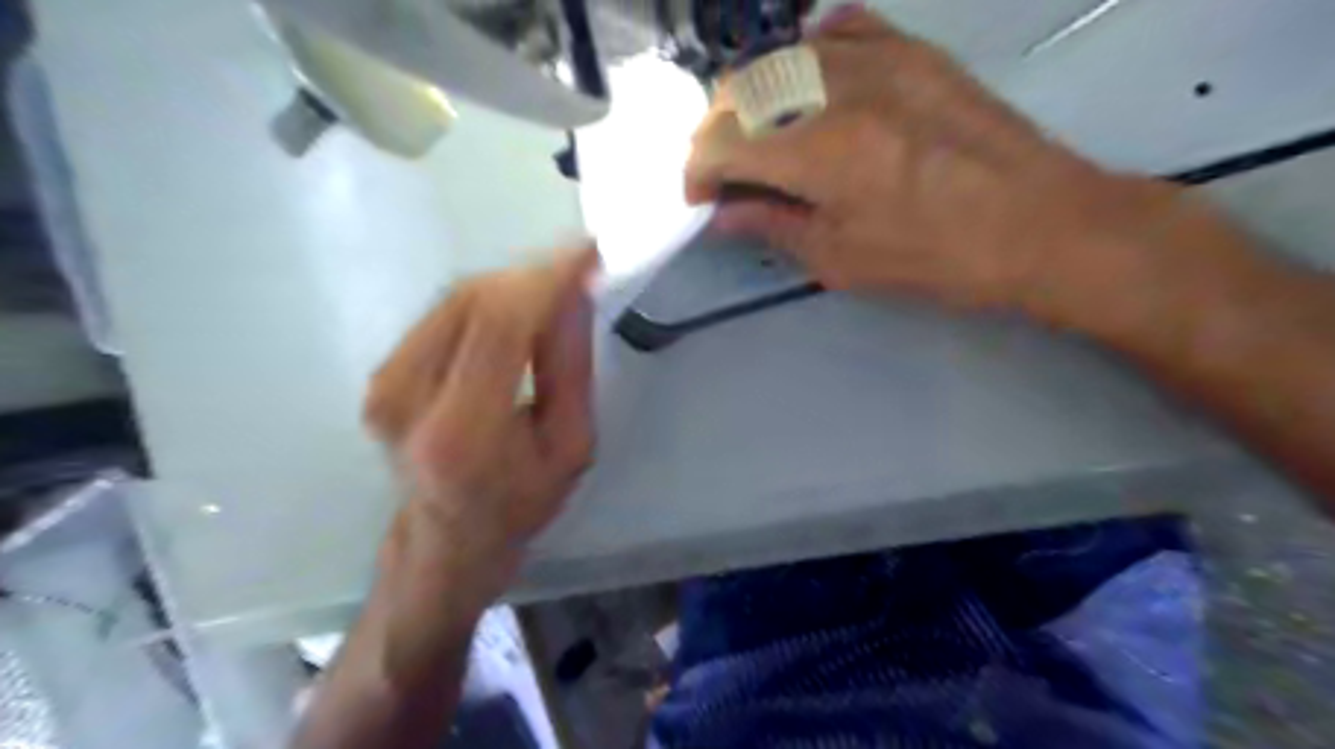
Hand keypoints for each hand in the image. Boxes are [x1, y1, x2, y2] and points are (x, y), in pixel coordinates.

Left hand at [362, 246, 596, 603]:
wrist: (447, 539)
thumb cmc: (521, 503)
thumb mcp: (571, 445)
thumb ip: (570, 367)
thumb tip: (576, 293)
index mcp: (464, 432)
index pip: (501, 324)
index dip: (546, 278)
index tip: (588, 252)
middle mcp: (407, 399)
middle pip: (472, 300)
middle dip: (531, 275)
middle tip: (577, 270)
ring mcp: (383, 385)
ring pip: (454, 298)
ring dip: (510, 285)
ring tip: (552, 292)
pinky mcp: (379, 375)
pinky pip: (441, 314)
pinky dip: (486, 301)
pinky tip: (517, 313)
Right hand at [689, 7, 1188, 318]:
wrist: (1040, 223)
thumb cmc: (938, 256)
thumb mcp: (841, 260)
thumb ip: (772, 226)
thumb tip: (724, 213)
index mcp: (818, 150)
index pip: (719, 141)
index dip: (696, 171)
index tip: (703, 200)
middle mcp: (837, 87)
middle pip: (739, 91)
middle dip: (716, 134)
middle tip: (728, 174)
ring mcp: (878, 56)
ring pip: (779, 57)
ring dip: (754, 99)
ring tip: (764, 139)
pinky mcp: (912, 48)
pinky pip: (839, 28)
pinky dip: (807, 56)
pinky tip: (812, 89)